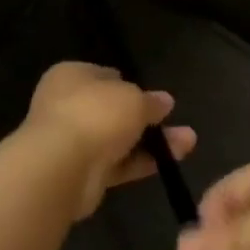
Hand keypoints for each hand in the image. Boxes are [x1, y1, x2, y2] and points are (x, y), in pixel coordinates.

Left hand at [23, 62, 195, 220]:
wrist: (61, 167)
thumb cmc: (95, 114)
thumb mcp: (133, 98)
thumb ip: (150, 101)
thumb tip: (164, 101)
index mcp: (72, 76)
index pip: (104, 75)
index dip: (130, 84)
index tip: (154, 96)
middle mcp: (68, 105)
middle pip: (113, 109)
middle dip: (145, 116)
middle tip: (174, 119)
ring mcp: (74, 141)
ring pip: (119, 138)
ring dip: (152, 141)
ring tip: (188, 142)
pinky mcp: (82, 173)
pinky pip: (117, 164)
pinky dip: (141, 162)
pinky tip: (170, 161)